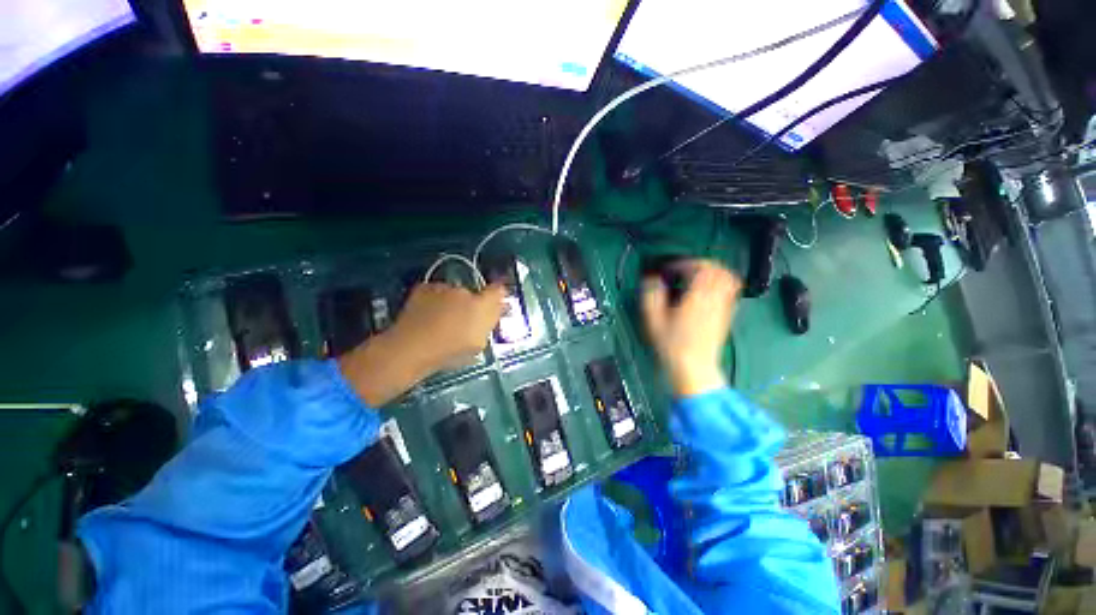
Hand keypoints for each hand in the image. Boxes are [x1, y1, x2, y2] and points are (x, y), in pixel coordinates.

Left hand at [339, 283, 505, 406]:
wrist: (412, 348)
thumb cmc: (450, 351)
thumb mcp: (478, 344)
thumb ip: (489, 324)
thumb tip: (499, 311)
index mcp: (482, 305)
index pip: (498, 290)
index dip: (498, 296)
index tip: (495, 305)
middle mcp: (465, 291)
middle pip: (474, 294)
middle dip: (472, 304)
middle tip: (463, 321)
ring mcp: (443, 288)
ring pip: (453, 293)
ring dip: (452, 302)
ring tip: (440, 321)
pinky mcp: (424, 288)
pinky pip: (435, 293)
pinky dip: (434, 301)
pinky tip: (427, 316)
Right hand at [641, 260, 740, 396]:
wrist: (694, 368)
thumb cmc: (671, 345)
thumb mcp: (653, 321)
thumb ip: (651, 296)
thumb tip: (651, 280)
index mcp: (696, 298)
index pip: (700, 269)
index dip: (685, 263)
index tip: (671, 269)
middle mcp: (713, 300)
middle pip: (718, 270)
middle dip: (702, 264)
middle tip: (686, 268)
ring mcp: (723, 308)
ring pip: (728, 280)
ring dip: (714, 272)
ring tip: (699, 276)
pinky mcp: (726, 316)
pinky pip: (731, 293)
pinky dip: (721, 285)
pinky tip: (708, 292)